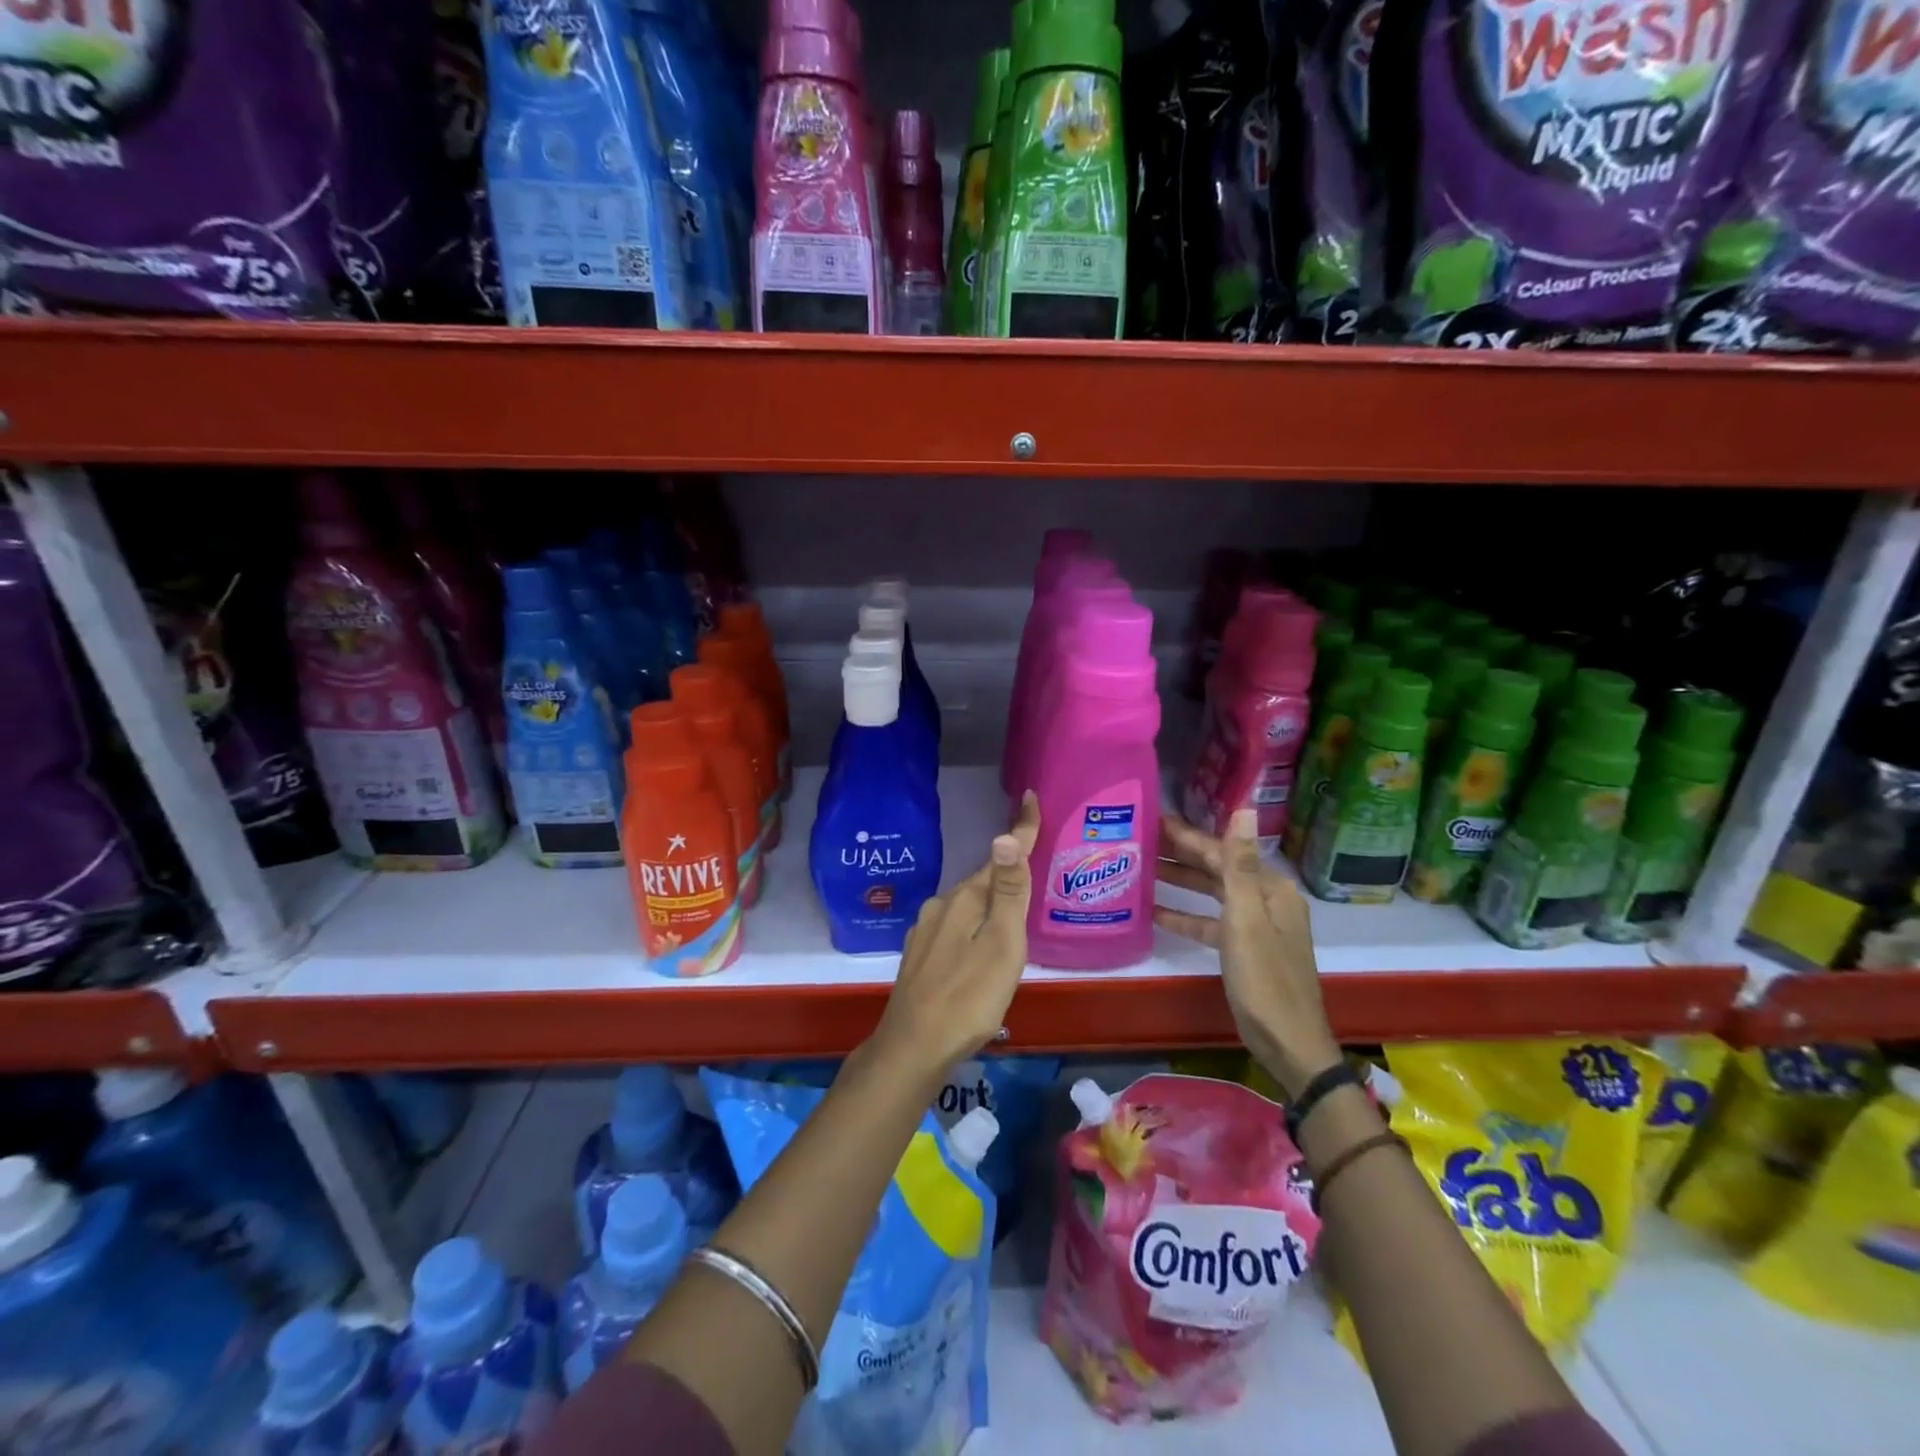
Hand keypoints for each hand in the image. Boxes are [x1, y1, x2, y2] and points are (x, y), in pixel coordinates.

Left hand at [868, 793, 1042, 1081]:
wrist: (912, 1047)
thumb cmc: (968, 998)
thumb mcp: (1001, 946)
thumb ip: (1006, 894)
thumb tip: (1004, 836)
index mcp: (964, 900)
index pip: (999, 857)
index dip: (1020, 830)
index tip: (1029, 797)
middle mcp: (941, 907)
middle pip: (983, 881)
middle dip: (1007, 872)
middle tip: (1036, 871)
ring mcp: (926, 931)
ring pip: (967, 906)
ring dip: (990, 902)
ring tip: (1014, 914)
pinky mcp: (920, 955)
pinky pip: (955, 926)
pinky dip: (973, 924)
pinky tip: (979, 946)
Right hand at [1154, 808, 1340, 1099]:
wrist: (1289, 1044)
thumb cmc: (1265, 980)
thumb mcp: (1247, 920)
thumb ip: (1239, 865)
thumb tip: (1246, 808)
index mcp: (1271, 890)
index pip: (1224, 852)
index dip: (1189, 836)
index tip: (1154, 821)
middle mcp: (1266, 901)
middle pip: (1218, 869)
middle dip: (1182, 854)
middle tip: (1141, 840)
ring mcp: (1257, 927)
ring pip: (1213, 894)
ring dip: (1181, 882)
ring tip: (1143, 869)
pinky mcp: (1245, 950)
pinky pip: (1212, 923)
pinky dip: (1187, 916)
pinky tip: (1156, 913)